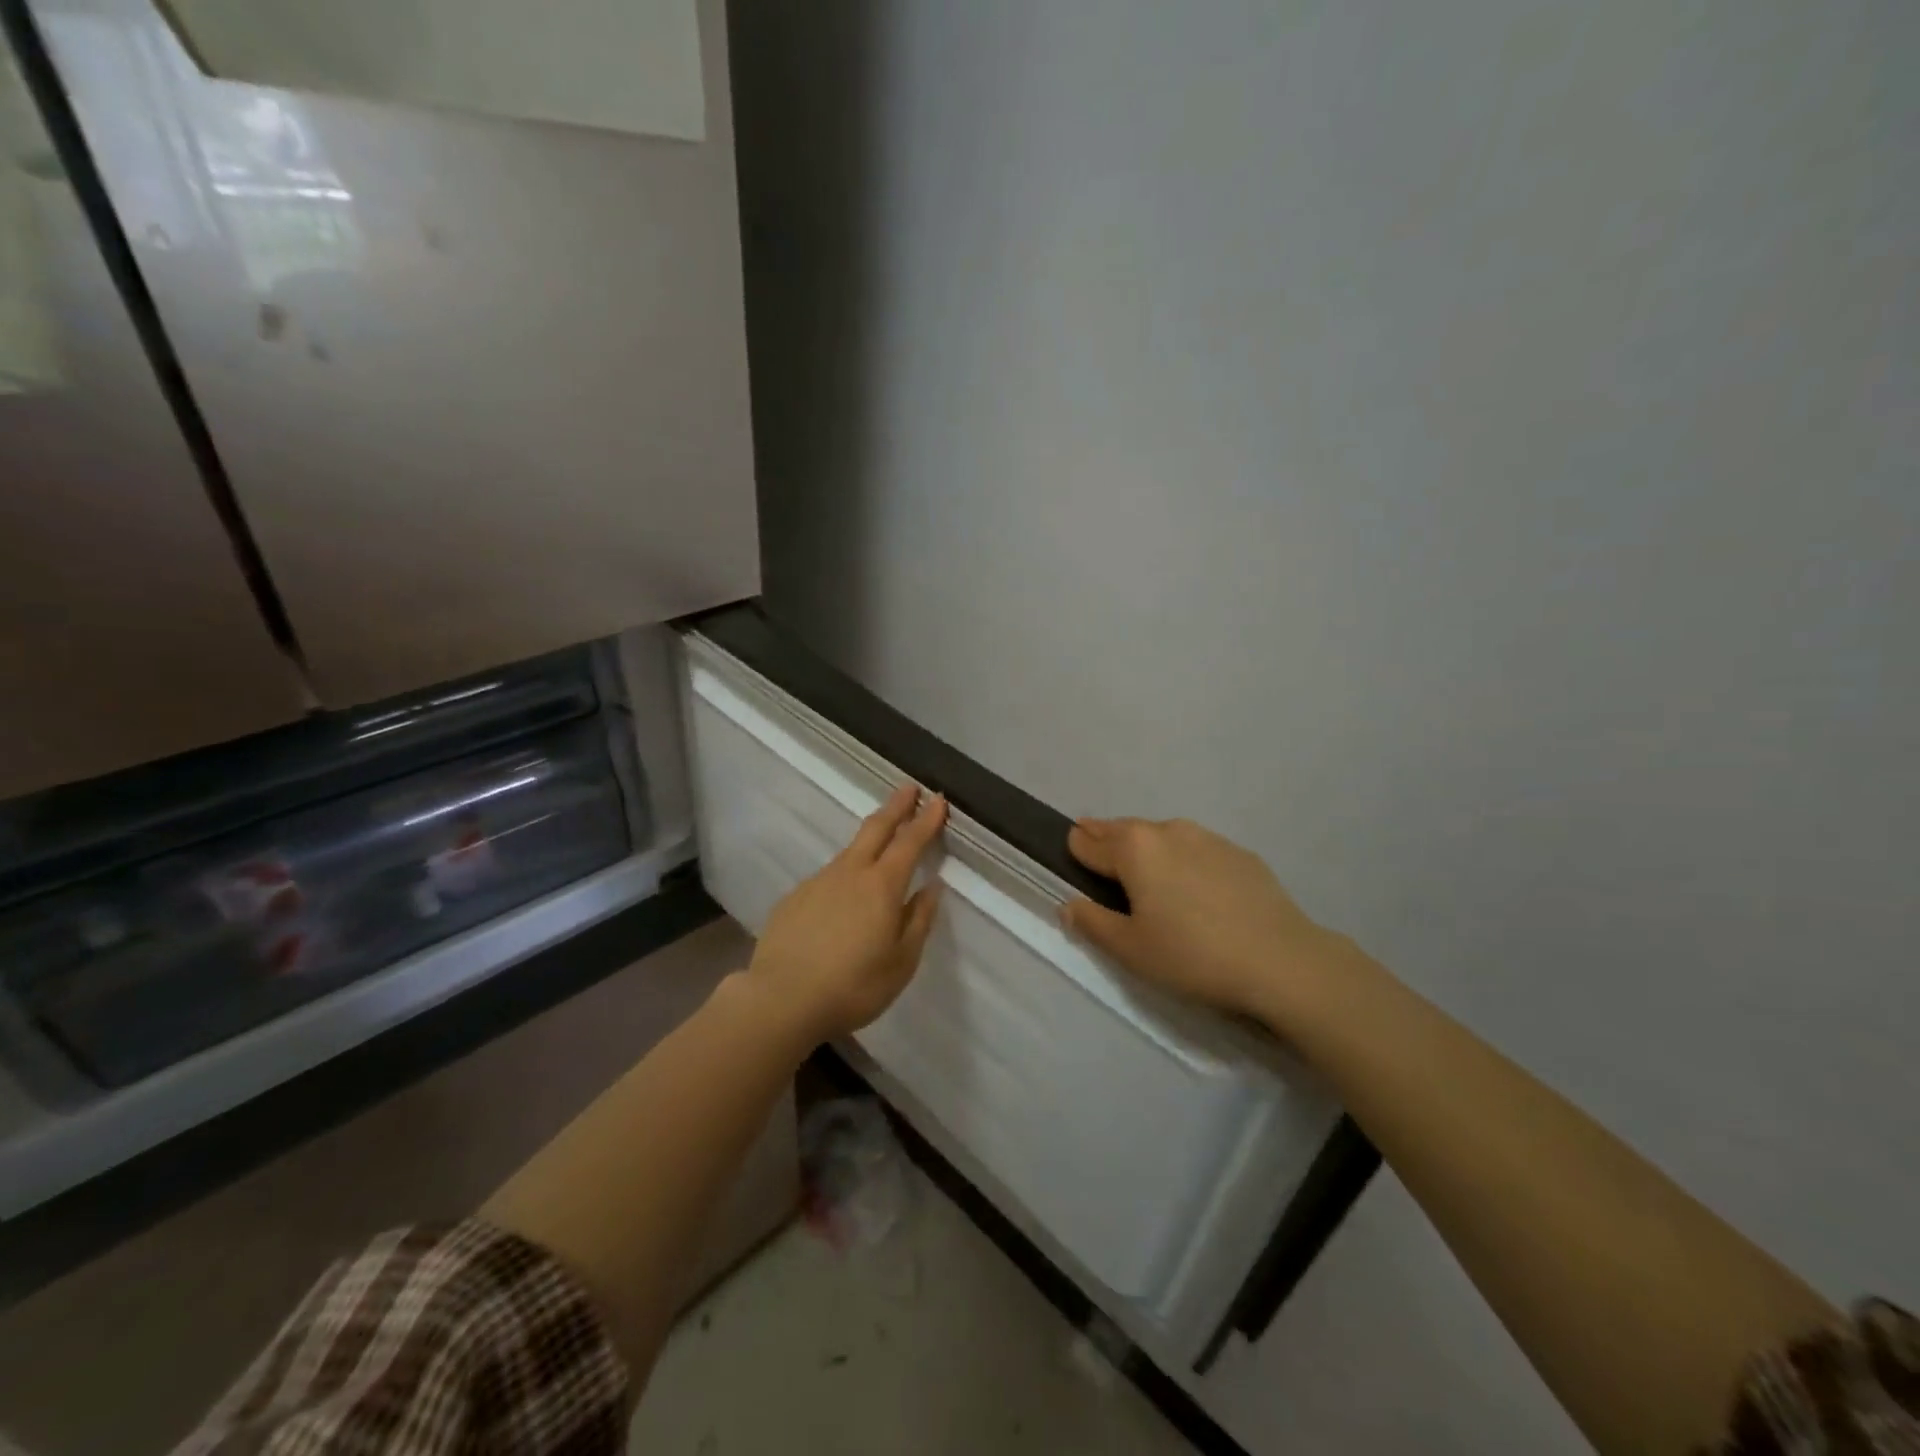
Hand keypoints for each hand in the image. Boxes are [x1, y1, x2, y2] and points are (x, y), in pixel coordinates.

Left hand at [746, 784, 948, 1043]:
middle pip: (876, 828)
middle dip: (896, 806)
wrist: (782, 1000)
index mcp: (882, 886)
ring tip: (880, 845)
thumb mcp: (901, 961)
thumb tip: (932, 887)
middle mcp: (850, 873)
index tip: (938, 800)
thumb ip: (919, 920)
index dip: (926, 820)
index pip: (910, 842)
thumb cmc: (853, 986)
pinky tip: (840, 901)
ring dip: (869, 840)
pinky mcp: (794, 898)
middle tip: (909, 788)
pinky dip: (843, 877)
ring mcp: (818, 882)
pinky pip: (827, 879)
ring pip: (849, 852)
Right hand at [1062, 817, 1355, 1028]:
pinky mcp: (1239, 853)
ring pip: (1162, 837)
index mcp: (1134, 848)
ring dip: (1147, 852)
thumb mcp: (1130, 949)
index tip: (1073, 865)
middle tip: (1101, 863)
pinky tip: (1195, 892)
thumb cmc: (1192, 955)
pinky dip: (1184, 862)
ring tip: (1149, 882)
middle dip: (1107, 843)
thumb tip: (1068, 904)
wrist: (1282, 961)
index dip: (1076, 852)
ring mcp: (1207, 838)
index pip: (1088, 841)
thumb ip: (1092, 922)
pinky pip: (1196, 850)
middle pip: (1123, 831)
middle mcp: (1167, 830)